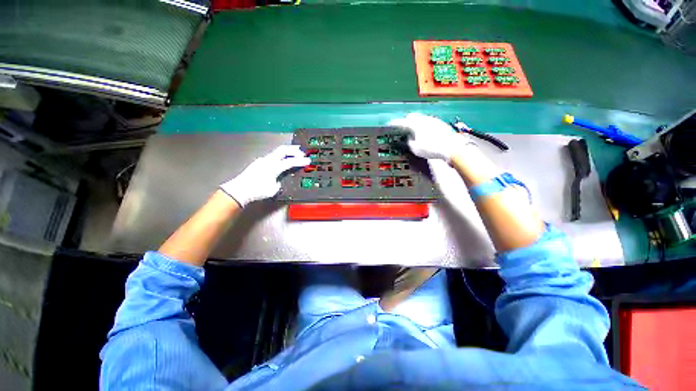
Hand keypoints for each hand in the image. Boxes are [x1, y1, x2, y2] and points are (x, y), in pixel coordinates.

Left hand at [220, 145, 310, 206]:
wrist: (239, 190)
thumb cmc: (257, 191)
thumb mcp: (273, 189)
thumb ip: (280, 182)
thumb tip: (280, 179)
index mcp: (274, 167)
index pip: (291, 162)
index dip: (301, 161)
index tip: (308, 160)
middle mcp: (268, 160)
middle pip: (283, 150)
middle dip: (294, 150)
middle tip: (302, 151)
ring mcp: (262, 160)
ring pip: (277, 152)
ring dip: (287, 152)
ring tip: (294, 154)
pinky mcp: (258, 163)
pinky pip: (272, 156)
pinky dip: (280, 156)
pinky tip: (281, 160)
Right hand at [388, 113, 475, 161]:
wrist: (451, 147)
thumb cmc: (432, 149)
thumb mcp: (416, 149)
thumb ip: (410, 142)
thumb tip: (410, 139)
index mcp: (416, 125)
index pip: (402, 122)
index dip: (395, 123)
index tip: (390, 123)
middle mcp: (424, 119)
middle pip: (412, 117)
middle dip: (406, 121)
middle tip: (402, 126)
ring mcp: (433, 120)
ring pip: (421, 118)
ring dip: (416, 123)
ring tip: (413, 129)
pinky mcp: (440, 123)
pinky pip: (428, 121)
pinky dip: (424, 125)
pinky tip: (425, 131)